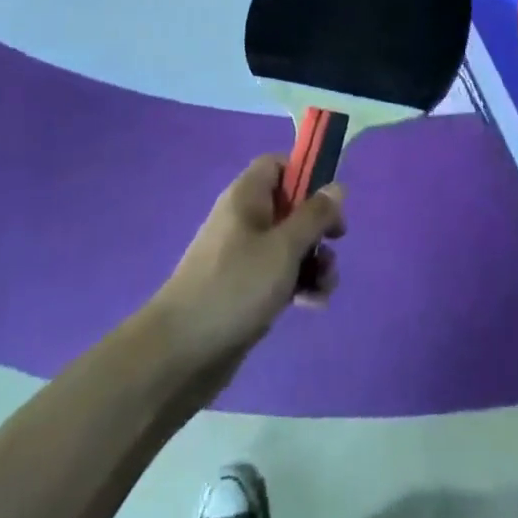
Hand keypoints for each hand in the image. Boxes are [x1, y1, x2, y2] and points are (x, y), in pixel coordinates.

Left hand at [150, 155, 345, 382]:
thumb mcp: (283, 247)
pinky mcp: (244, 290)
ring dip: (314, 260)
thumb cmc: (236, 286)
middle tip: (335, 243)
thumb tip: (337, 186)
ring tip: (326, 286)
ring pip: (288, 244)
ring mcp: (242, 256)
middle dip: (317, 227)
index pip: (277, 165)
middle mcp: (244, 220)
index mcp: (246, 197)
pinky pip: (279, 274)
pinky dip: (299, 284)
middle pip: (290, 206)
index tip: (329, 199)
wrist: (180, 352)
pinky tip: (313, 304)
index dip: (305, 174)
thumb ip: (314, 216)